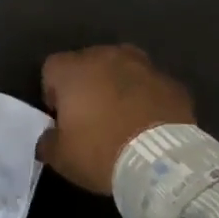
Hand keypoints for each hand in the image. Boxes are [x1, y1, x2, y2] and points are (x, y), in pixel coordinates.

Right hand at [38, 45, 194, 193]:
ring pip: (122, 69)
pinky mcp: (171, 81)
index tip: (61, 118)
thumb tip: (49, 137)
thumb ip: (48, 141)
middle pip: (88, 63)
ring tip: (123, 118)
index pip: (52, 69)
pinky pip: (150, 85)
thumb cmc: (101, 152)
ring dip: (118, 86)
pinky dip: (147, 98)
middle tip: (92, 118)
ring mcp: (143, 65)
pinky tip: (149, 123)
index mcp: (74, 69)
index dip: (53, 93)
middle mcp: (107, 56)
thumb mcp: (61, 157)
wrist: (161, 161)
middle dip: (87, 85)